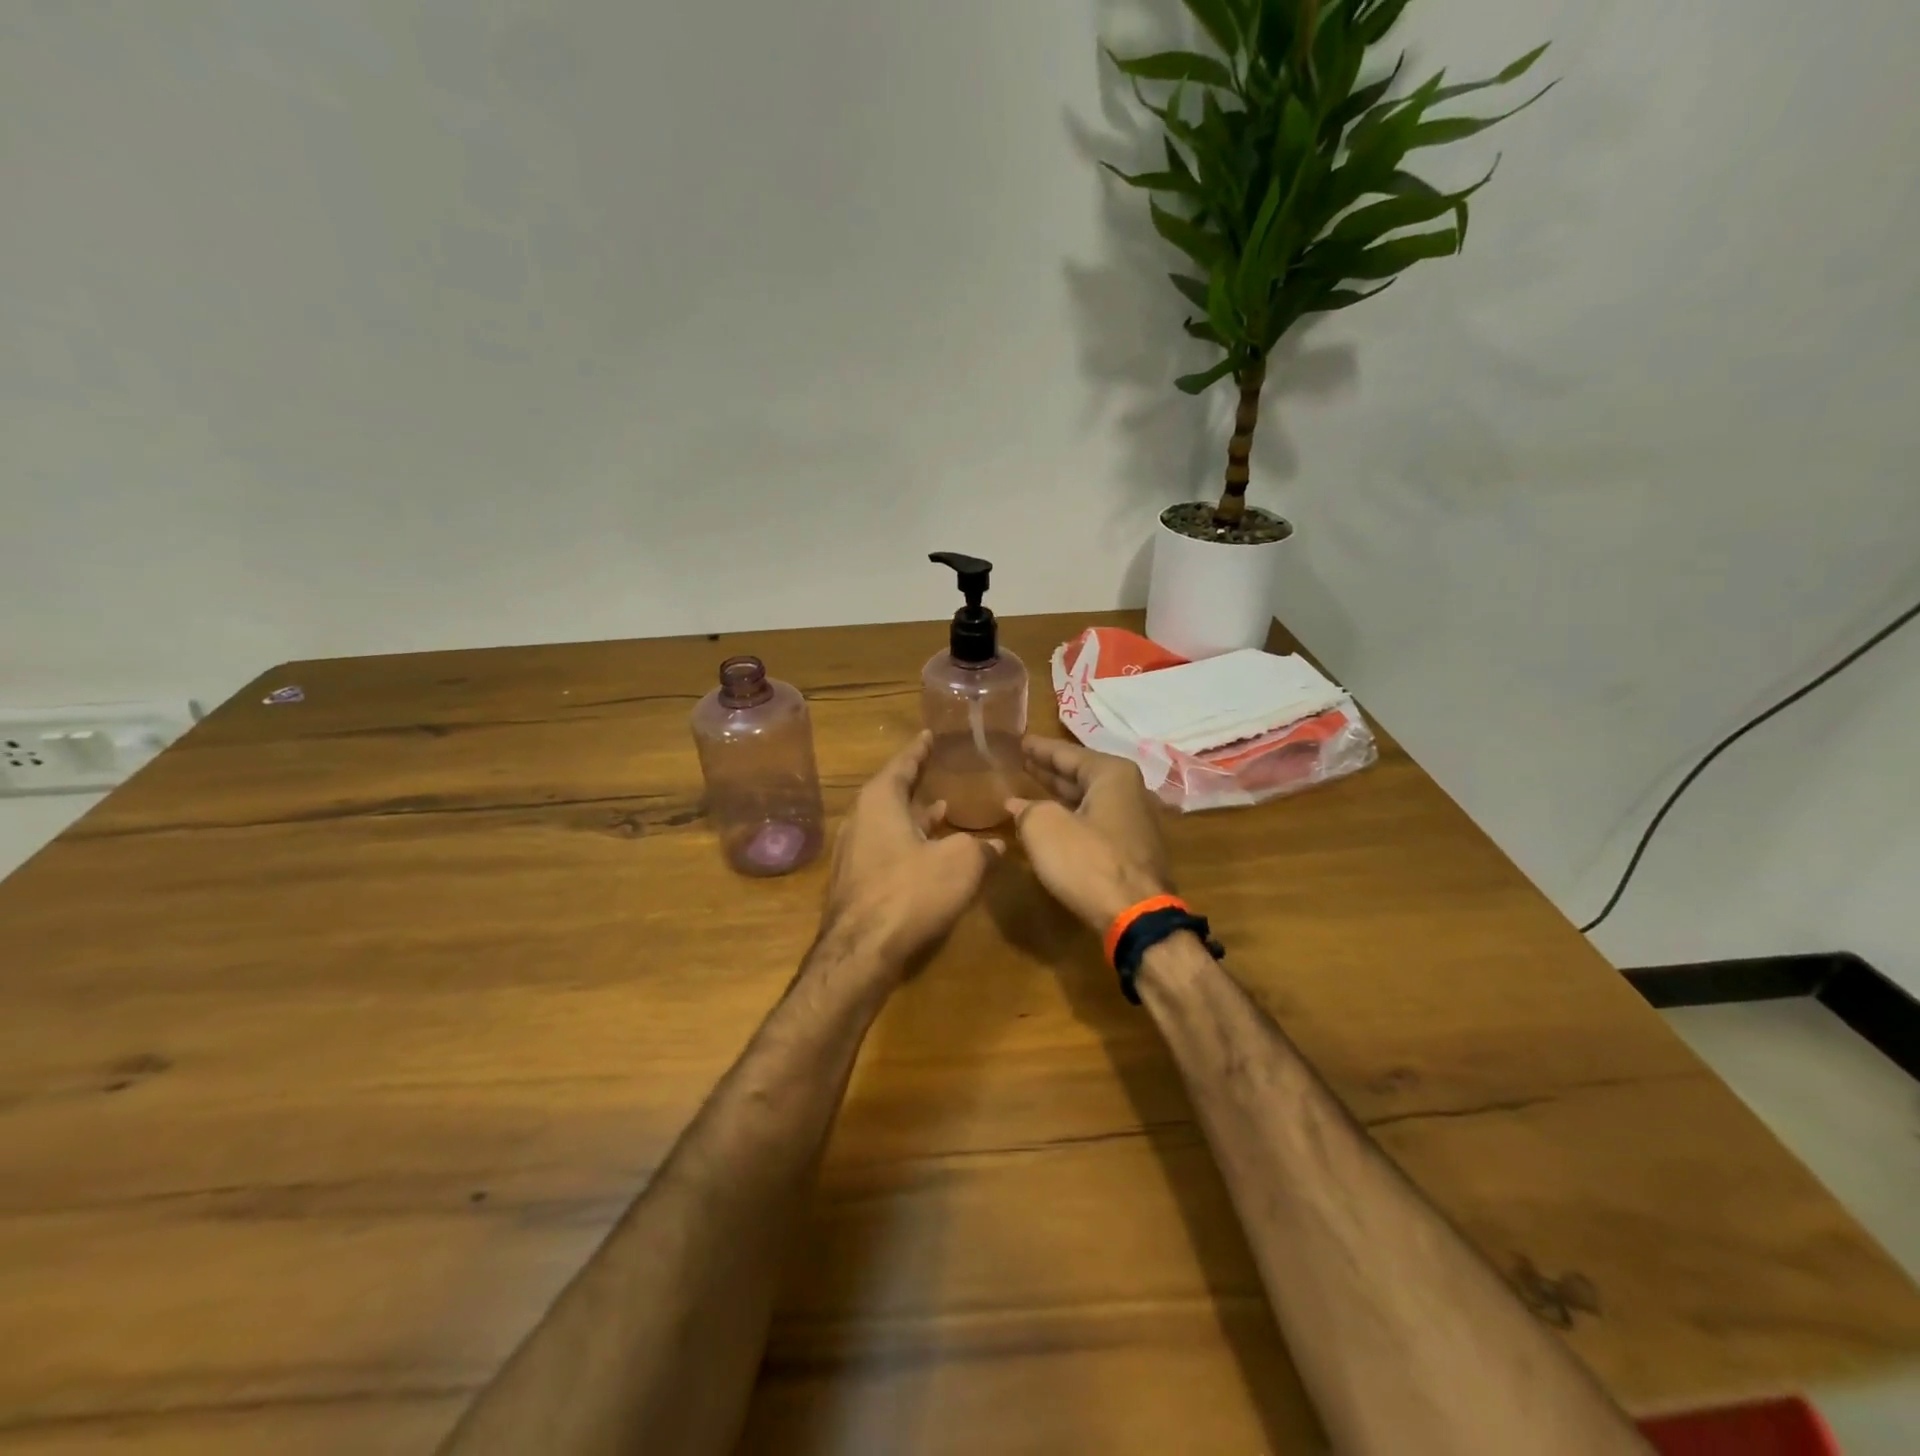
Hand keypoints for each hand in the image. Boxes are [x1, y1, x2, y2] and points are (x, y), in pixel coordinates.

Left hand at [820, 732, 1002, 971]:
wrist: (861, 951)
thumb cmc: (911, 891)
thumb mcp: (960, 863)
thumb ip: (980, 848)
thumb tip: (997, 844)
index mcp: (879, 801)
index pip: (902, 764)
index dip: (919, 750)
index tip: (929, 735)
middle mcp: (859, 819)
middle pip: (892, 792)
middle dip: (917, 783)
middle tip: (938, 769)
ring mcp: (853, 852)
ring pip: (889, 823)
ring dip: (915, 816)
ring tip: (943, 808)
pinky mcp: (856, 881)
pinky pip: (886, 848)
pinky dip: (908, 842)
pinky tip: (929, 853)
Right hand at [1007, 737, 1172, 932]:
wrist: (1135, 915)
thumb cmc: (1088, 861)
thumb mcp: (1044, 828)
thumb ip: (1028, 809)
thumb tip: (1018, 805)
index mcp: (1112, 774)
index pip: (1066, 753)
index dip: (1039, 748)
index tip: (1019, 741)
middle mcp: (1129, 791)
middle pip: (1081, 774)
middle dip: (1050, 770)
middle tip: (1021, 762)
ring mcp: (1134, 822)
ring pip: (1088, 800)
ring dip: (1059, 795)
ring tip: (1030, 789)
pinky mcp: (1132, 850)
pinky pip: (1094, 822)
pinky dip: (1071, 817)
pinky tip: (1051, 822)